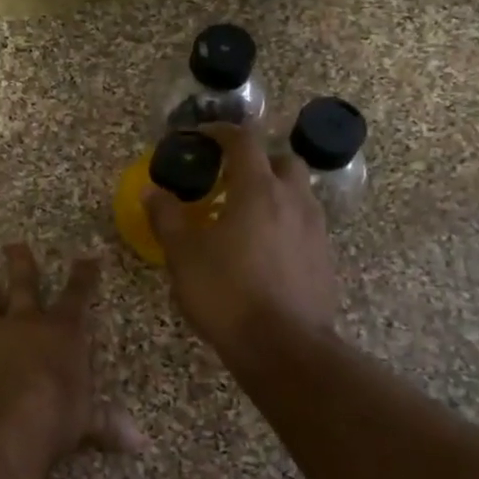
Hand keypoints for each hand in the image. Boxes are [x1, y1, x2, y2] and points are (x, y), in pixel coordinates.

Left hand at [0, 244, 143, 464]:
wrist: (5, 418)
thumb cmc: (56, 414)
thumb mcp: (87, 419)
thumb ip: (107, 423)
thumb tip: (139, 443)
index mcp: (62, 332)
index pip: (77, 296)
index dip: (83, 276)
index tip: (86, 257)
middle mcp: (25, 323)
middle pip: (23, 284)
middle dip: (21, 263)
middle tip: (13, 245)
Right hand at [144, 123, 339, 358]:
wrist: (283, 346)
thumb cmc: (226, 293)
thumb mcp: (183, 255)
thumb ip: (167, 217)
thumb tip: (153, 192)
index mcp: (257, 189)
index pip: (243, 141)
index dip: (220, 132)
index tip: (201, 138)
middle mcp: (293, 200)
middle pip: (282, 161)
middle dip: (257, 161)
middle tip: (230, 179)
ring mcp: (315, 229)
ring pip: (298, 194)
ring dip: (274, 193)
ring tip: (245, 216)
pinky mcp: (325, 258)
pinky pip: (305, 225)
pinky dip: (285, 224)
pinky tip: (264, 250)